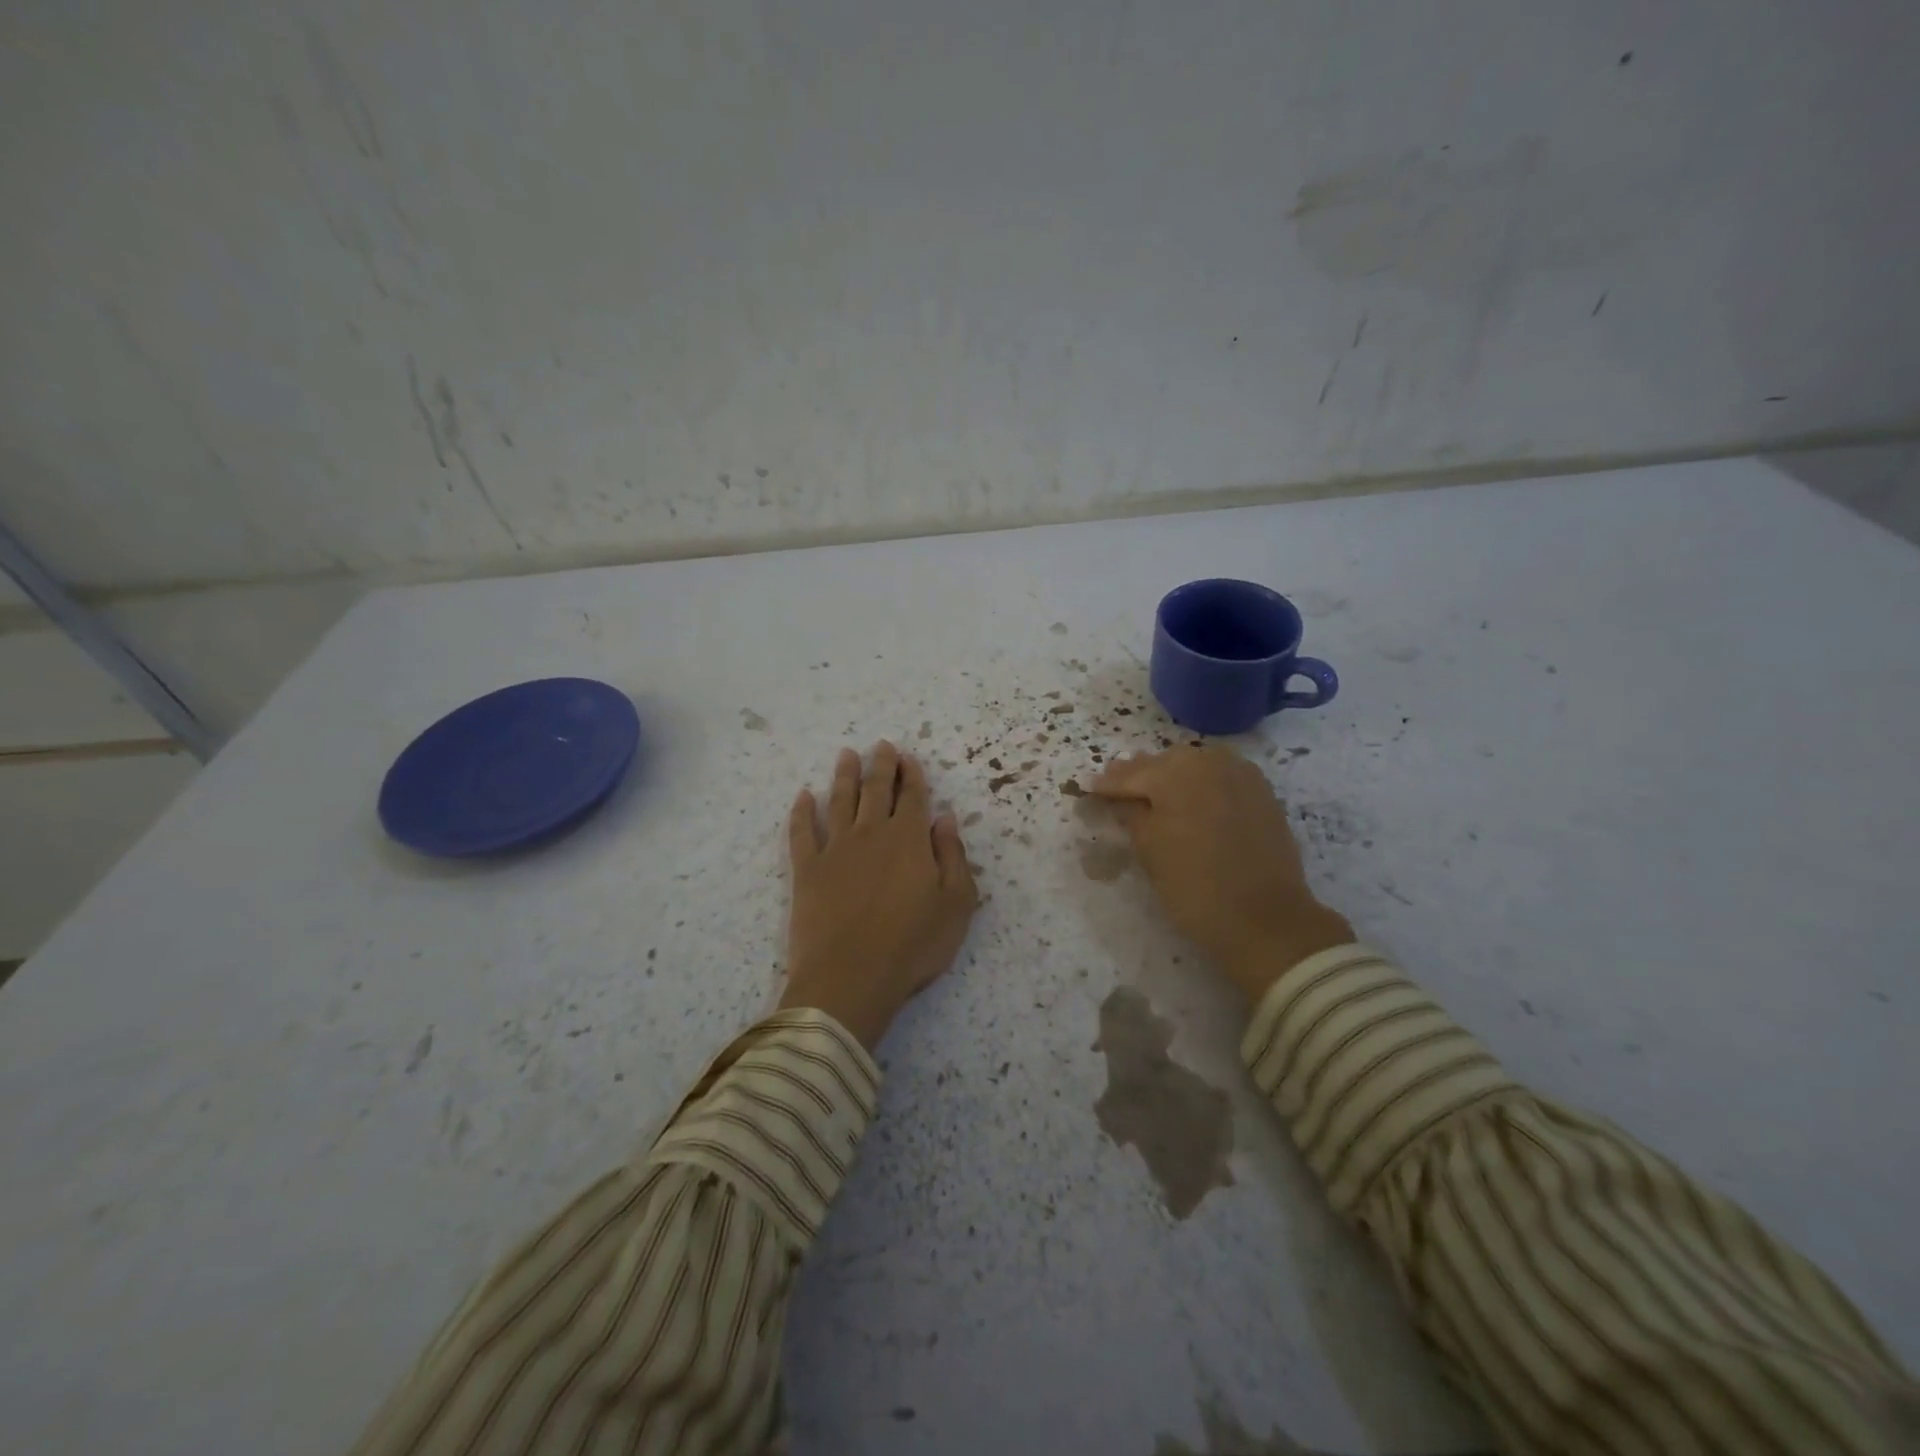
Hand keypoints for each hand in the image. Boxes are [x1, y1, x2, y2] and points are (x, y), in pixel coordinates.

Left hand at [781, 742, 979, 1050]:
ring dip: (844, 776)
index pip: (912, 796)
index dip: (911, 774)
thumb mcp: (956, 904)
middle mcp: (871, 833)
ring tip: (846, 754)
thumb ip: (953, 856)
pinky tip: (803, 796)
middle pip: (875, 790)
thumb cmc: (913, 945)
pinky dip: (802, 811)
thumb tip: (945, 818)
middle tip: (881, 746)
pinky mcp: (806, 870)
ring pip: (839, 801)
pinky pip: (802, 832)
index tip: (908, 757)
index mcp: (909, 839)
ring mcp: (835, 849)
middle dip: (880, 765)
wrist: (850, 978)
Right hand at [1090, 743, 1352, 1001]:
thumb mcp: (1149, 850)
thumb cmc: (1194, 885)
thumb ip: (1130, 814)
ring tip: (1153, 797)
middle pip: (1163, 764)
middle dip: (1140, 777)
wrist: (1266, 919)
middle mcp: (1208, 760)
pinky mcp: (1261, 792)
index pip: (1130, 775)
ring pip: (1193, 767)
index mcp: (1174, 771)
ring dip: (1172, 778)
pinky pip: (1220, 778)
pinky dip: (1201, 785)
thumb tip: (1118, 798)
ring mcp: (1240, 773)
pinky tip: (1191, 801)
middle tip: (1117, 791)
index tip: (1088, 788)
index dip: (1107, 785)